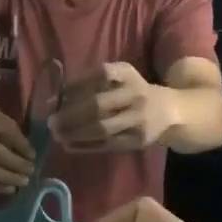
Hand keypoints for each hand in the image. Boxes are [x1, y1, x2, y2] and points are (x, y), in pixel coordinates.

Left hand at [49, 63, 172, 151]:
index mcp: (129, 75)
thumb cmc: (135, 91)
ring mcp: (138, 120)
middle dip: (71, 115)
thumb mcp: (122, 77)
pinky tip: (70, 145)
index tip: (61, 94)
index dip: (78, 84)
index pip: (102, 75)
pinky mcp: (137, 140)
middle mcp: (136, 95)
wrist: (170, 111)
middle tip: (51, 121)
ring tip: (57, 135)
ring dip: (76, 133)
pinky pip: (107, 144)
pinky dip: (86, 146)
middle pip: (99, 106)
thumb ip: (94, 81)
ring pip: (102, 129)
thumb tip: (58, 96)